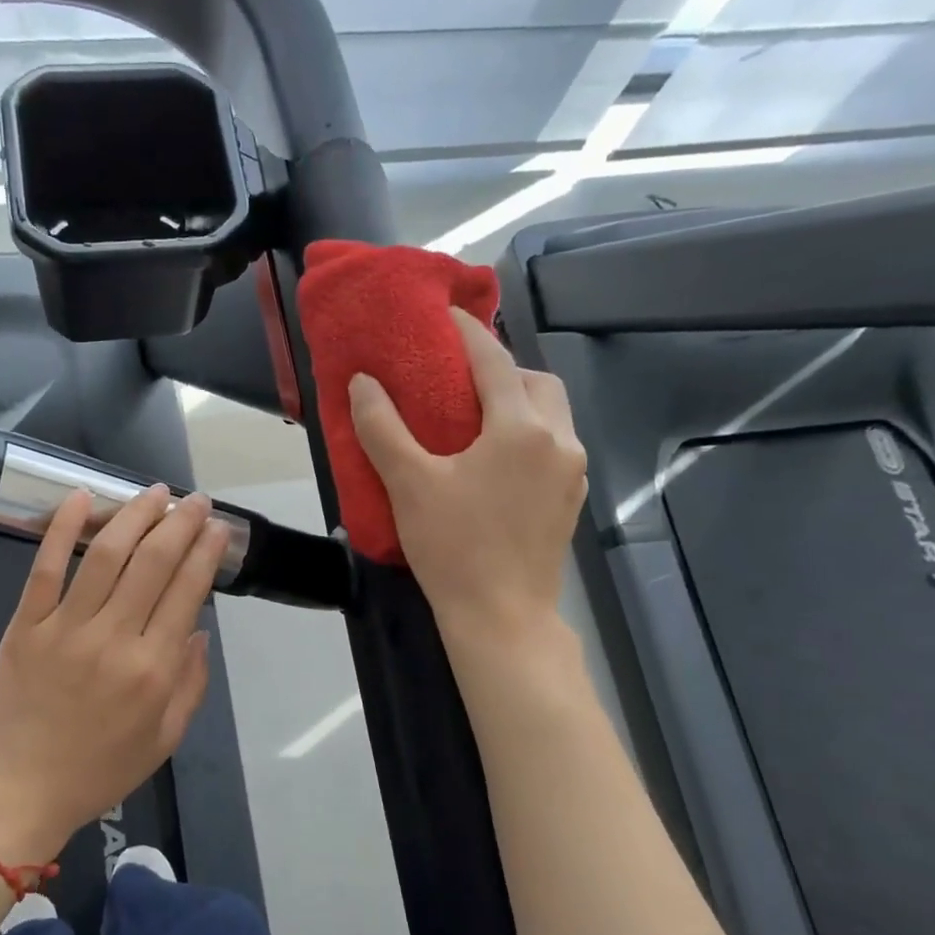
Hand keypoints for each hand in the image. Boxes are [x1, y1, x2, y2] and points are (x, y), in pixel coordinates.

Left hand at [0, 485, 230, 863]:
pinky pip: (45, 568)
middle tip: (194, 500)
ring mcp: (65, 629)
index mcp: (153, 670)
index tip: (217, 527)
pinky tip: (83, 497)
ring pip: (105, 556)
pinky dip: (63, 529)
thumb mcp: (166, 739)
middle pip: (153, 563)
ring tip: (153, 492)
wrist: (23, 789)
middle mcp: (114, 640)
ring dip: (134, 516)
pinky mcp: (25, 626)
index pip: (187, 592)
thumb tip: (200, 630)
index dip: (205, 552)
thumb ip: (191, 684)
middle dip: (180, 523)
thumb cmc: (101, 768)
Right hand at [349, 308, 587, 645]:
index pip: (494, 361)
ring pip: (552, 413)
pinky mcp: (572, 499)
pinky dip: (530, 432)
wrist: (501, 618)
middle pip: (537, 381)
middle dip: (504, 368)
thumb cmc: (453, 547)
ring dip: (520, 400)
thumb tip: (362, 382)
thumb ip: (382, 427)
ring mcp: (572, 472)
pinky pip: (555, 444)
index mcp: (521, 428)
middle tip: (462, 378)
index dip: (468, 332)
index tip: (445, 316)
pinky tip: (497, 458)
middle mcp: (558, 440)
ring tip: (478, 416)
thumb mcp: (409, 484)